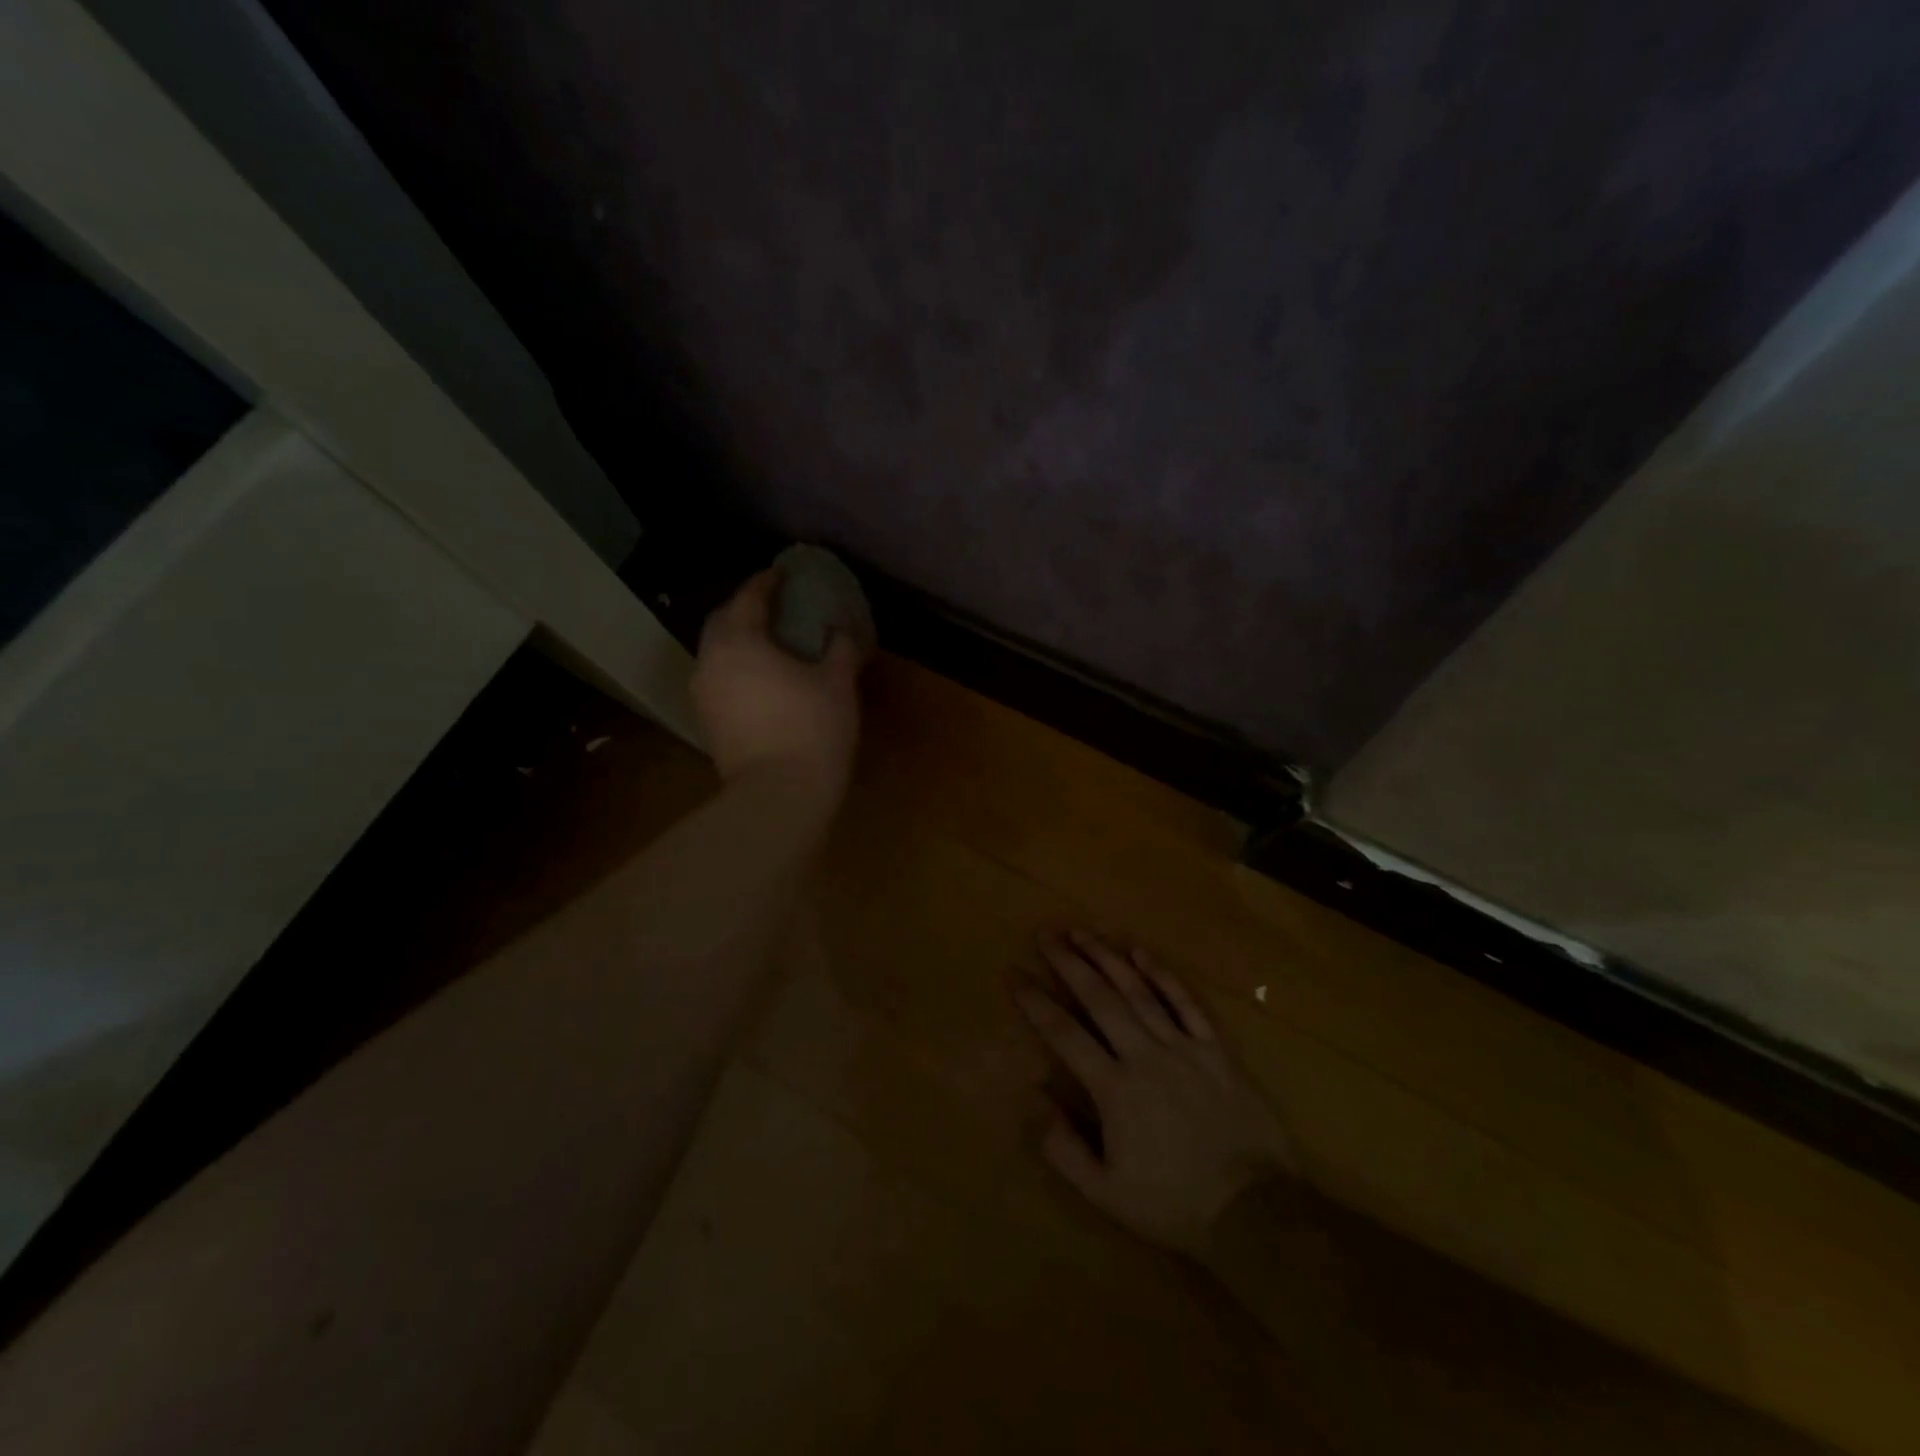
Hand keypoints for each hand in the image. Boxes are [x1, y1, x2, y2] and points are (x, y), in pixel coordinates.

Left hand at [692, 568, 867, 795]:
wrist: (779, 795)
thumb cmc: (812, 729)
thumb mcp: (837, 683)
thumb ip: (840, 647)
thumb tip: (841, 629)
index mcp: (739, 641)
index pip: (749, 597)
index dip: (767, 582)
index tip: (784, 573)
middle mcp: (711, 661)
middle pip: (722, 621)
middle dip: (745, 609)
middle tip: (774, 608)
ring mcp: (704, 694)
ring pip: (717, 653)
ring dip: (739, 641)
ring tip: (769, 644)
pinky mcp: (707, 722)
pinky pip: (720, 679)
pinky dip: (737, 669)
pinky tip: (761, 680)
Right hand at [1015, 931, 1294, 1255]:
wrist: (1254, 1211)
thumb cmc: (1173, 1203)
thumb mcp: (1106, 1193)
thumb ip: (1063, 1147)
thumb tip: (1034, 1097)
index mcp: (1114, 1089)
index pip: (1064, 1033)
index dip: (1035, 1001)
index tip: (1014, 974)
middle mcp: (1145, 1055)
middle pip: (1099, 998)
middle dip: (1068, 962)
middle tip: (1044, 934)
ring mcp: (1183, 1047)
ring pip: (1138, 991)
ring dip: (1107, 958)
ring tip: (1082, 932)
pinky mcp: (1215, 1048)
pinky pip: (1185, 1003)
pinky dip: (1162, 975)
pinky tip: (1141, 952)